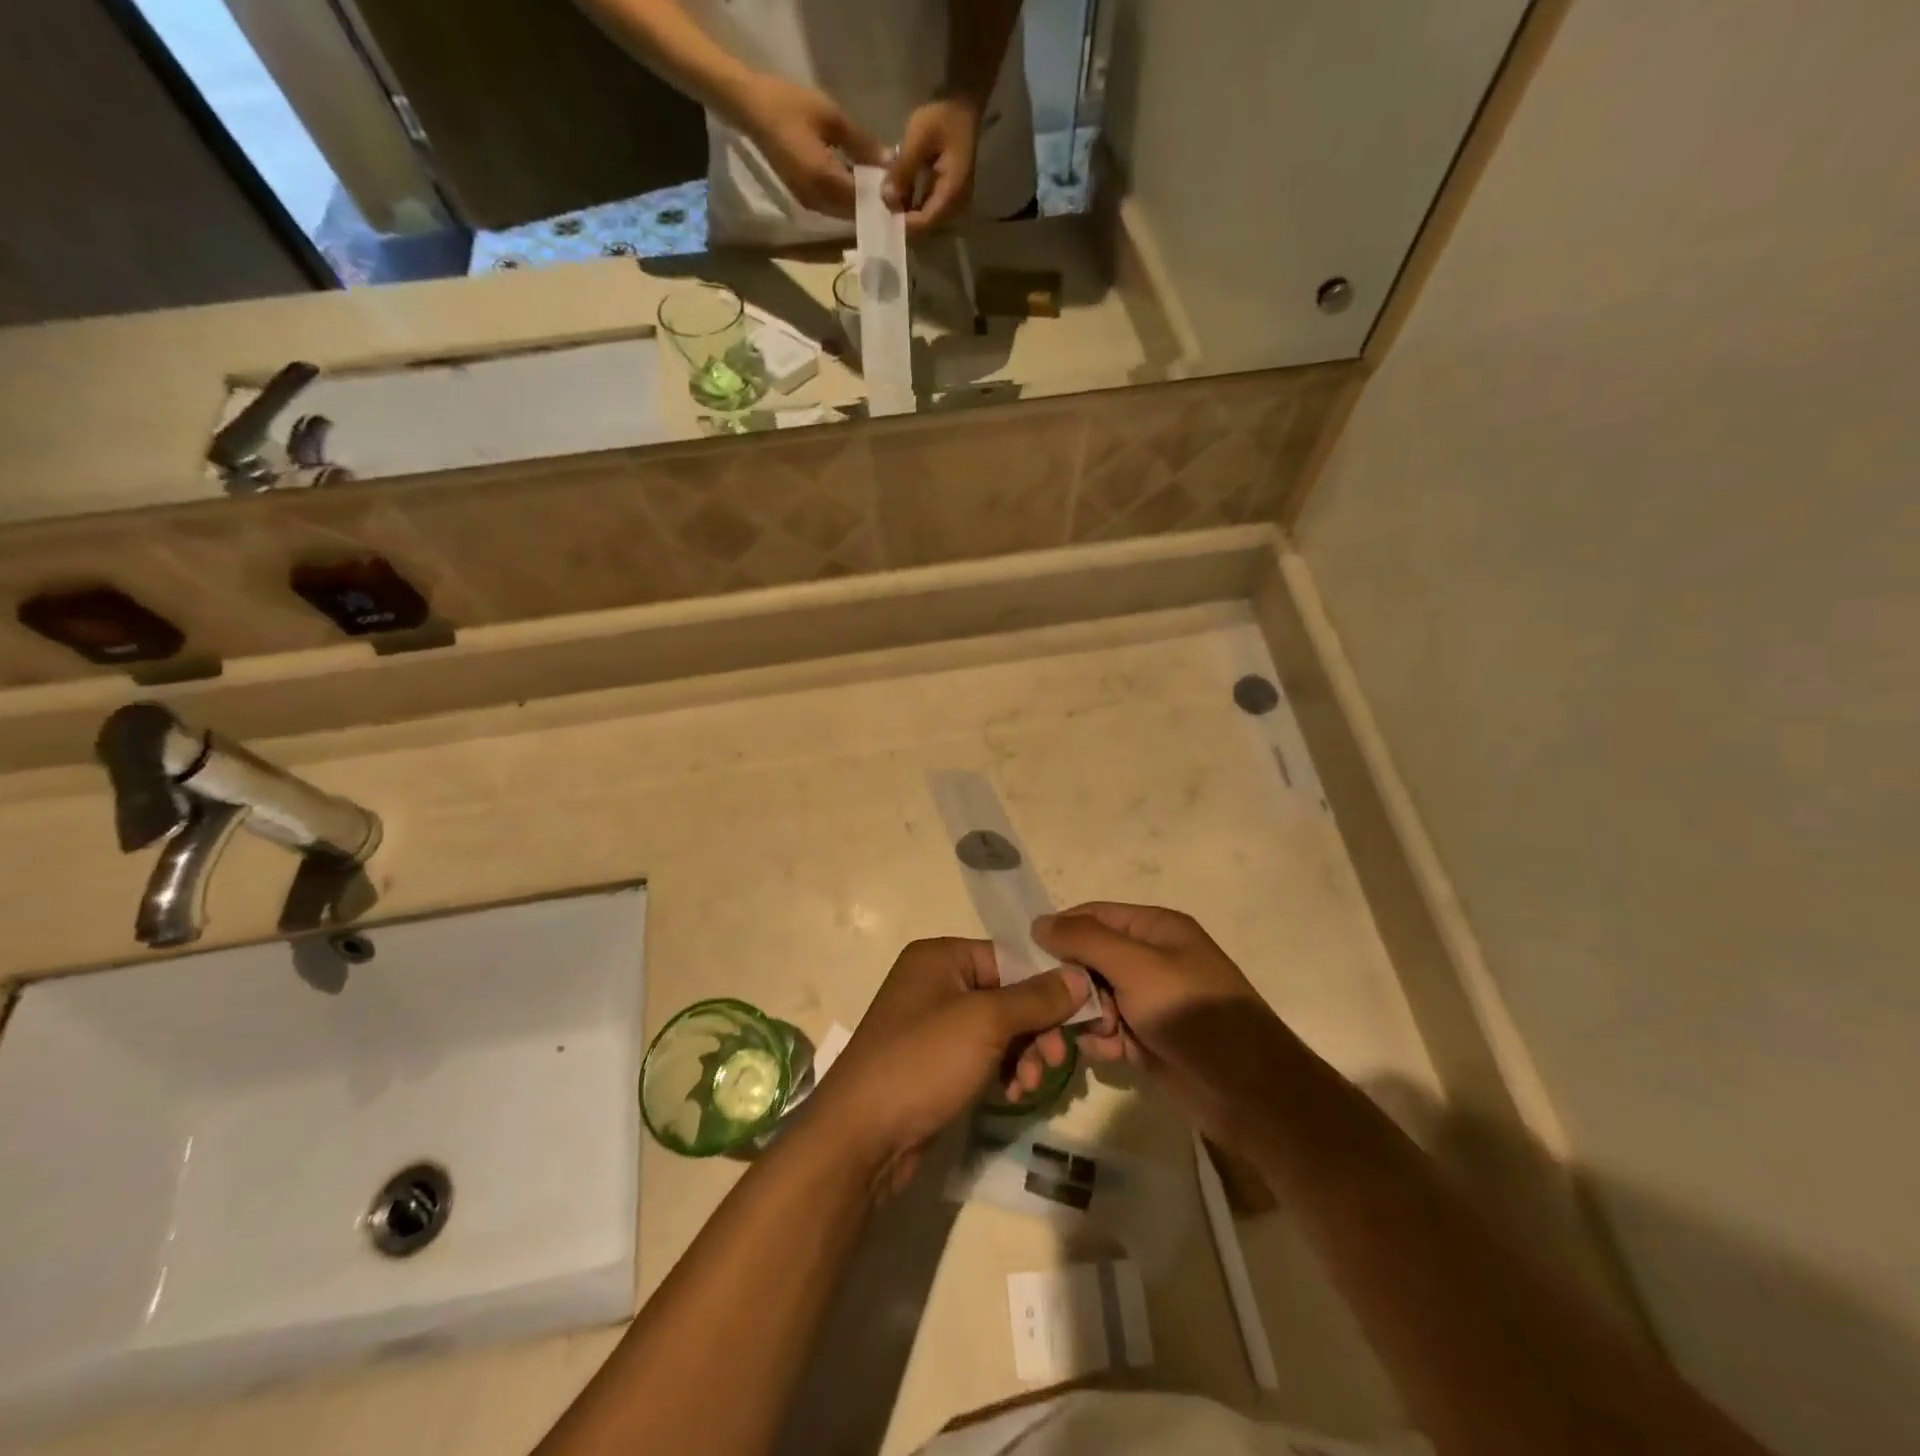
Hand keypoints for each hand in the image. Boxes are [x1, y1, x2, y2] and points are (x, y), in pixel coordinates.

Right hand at [738, 77, 885, 217]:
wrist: (752, 109)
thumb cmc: (790, 106)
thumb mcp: (831, 117)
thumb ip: (862, 143)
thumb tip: (889, 162)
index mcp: (824, 181)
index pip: (861, 199)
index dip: (881, 197)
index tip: (901, 190)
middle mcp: (817, 201)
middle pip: (853, 212)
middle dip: (873, 204)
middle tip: (894, 192)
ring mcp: (809, 203)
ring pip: (843, 213)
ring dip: (861, 204)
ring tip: (879, 188)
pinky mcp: (804, 198)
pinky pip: (832, 207)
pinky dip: (847, 200)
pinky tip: (858, 185)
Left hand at [808, 938, 1091, 1194]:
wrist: (861, 1137)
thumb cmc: (923, 1062)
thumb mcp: (985, 1022)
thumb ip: (1036, 998)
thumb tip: (1080, 974)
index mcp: (941, 957)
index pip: (1010, 957)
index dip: (1048, 984)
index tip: (1081, 1015)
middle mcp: (936, 982)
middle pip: (1008, 994)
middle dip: (1036, 1028)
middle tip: (1055, 1060)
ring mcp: (934, 1024)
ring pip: (1000, 1028)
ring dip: (1024, 1054)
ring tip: (1030, 1085)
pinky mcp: (935, 1062)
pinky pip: (983, 1054)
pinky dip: (1004, 1070)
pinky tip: (1013, 1095)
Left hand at [885, 96, 983, 234]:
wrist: (962, 107)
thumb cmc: (942, 118)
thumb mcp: (918, 137)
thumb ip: (902, 170)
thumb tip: (886, 199)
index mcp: (951, 194)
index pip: (924, 223)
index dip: (902, 222)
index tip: (881, 210)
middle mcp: (955, 207)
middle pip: (924, 226)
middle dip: (902, 218)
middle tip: (880, 204)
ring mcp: (953, 205)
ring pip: (924, 220)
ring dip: (905, 211)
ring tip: (886, 196)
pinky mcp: (948, 199)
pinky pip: (927, 210)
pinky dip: (911, 203)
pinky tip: (898, 191)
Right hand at [1028, 903, 1285, 1140]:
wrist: (1248, 1092)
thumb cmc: (1191, 1014)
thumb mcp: (1136, 966)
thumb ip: (1085, 940)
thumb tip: (1039, 922)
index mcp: (1154, 928)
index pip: (1093, 915)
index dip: (1061, 932)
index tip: (1029, 958)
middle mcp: (1150, 958)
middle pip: (1089, 959)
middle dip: (1071, 984)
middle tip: (1057, 1008)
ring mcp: (1149, 1000)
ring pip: (1094, 998)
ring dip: (1086, 1017)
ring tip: (1094, 1036)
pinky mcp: (1148, 1037)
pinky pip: (1109, 1030)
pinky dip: (1104, 1041)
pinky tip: (1111, 1054)